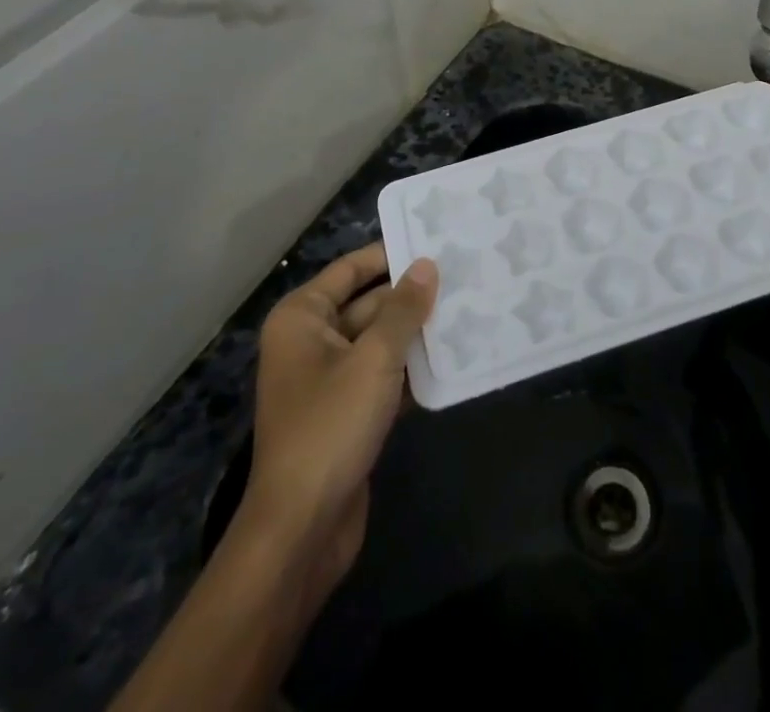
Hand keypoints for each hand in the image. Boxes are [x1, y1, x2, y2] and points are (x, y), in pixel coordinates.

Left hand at [228, 242, 437, 614]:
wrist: (302, 529)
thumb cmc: (330, 427)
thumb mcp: (373, 359)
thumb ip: (403, 309)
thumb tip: (427, 264)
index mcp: (302, 318)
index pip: (351, 269)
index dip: (390, 254)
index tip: (435, 241)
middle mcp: (311, 341)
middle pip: (368, 304)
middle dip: (410, 296)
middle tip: (463, 275)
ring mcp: (329, 380)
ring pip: (379, 342)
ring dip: (416, 333)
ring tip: (467, 308)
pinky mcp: (347, 413)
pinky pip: (382, 376)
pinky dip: (411, 368)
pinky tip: (452, 357)